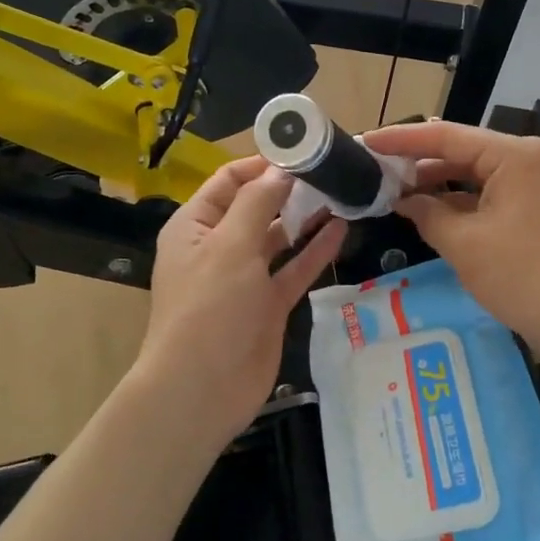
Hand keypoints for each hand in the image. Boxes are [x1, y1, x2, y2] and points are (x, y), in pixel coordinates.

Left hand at [136, 158, 345, 448]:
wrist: (202, 389)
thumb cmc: (209, 307)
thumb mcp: (230, 246)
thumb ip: (258, 203)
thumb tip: (282, 168)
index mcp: (196, 226)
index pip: (229, 180)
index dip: (262, 164)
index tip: (303, 151)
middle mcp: (219, 246)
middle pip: (257, 206)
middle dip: (290, 189)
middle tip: (333, 170)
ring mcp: (245, 277)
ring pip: (279, 238)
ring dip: (306, 218)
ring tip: (343, 193)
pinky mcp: (268, 305)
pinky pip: (294, 269)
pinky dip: (315, 250)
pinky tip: (342, 229)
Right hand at [363, 120, 539, 365]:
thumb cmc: (521, 277)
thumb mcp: (463, 244)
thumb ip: (426, 213)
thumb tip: (400, 198)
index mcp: (512, 156)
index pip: (446, 136)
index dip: (401, 140)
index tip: (365, 141)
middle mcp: (524, 158)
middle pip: (459, 149)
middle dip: (416, 159)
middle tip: (372, 165)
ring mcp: (529, 182)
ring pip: (469, 171)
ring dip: (433, 180)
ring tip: (390, 186)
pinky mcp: (528, 205)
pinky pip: (483, 191)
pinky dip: (454, 198)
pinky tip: (423, 207)